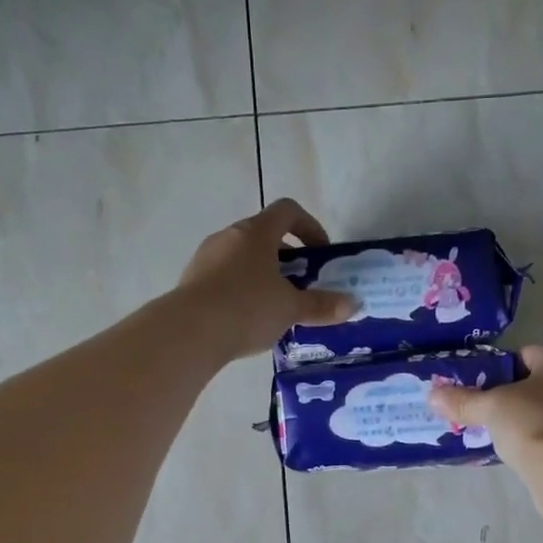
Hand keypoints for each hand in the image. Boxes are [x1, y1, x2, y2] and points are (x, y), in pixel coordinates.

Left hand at [175, 198, 356, 359]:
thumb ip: (321, 305)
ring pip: (242, 257)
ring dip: (263, 274)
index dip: (309, 226)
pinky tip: (248, 319)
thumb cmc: (247, 308)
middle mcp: (229, 236)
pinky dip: (241, 290)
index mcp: (256, 232)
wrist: (189, 332)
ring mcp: (206, 257)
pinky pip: (224, 277)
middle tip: (302, 284)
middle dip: (287, 257)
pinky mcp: (192, 281)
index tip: (320, 252)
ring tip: (276, 306)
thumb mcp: (290, 308)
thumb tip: (353, 304)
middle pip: (263, 235)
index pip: (287, 211)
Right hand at [428, 343, 542, 466]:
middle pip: (541, 382)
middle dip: (519, 397)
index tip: (484, 395)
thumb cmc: (531, 424)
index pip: (524, 356)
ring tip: (510, 437)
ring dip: (535, 417)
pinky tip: (531, 452)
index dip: (499, 374)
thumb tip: (432, 396)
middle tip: (493, 416)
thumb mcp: (490, 408)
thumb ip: (462, 400)